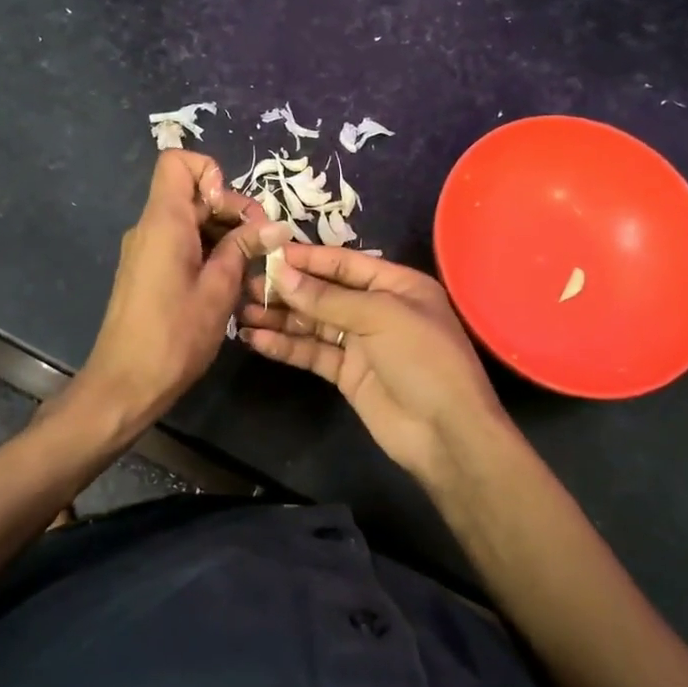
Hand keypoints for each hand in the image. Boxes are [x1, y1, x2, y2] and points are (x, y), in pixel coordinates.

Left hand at [78, 150, 287, 435]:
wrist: (124, 384)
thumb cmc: (174, 337)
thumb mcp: (218, 290)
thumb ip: (243, 249)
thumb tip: (275, 226)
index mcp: (163, 222)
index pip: (178, 162)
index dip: (211, 174)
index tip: (233, 212)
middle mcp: (149, 227)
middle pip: (191, 192)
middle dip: (230, 209)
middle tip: (260, 245)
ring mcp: (145, 249)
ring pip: (189, 220)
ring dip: (222, 234)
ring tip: (249, 268)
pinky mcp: (146, 271)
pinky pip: (179, 243)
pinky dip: (206, 251)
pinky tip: (226, 283)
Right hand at [237, 245, 513, 490]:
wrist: (446, 433)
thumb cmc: (423, 359)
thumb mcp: (380, 316)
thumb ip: (328, 298)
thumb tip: (281, 274)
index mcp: (396, 285)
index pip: (344, 264)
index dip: (307, 259)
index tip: (268, 254)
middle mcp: (377, 309)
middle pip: (324, 292)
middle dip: (287, 289)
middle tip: (246, 285)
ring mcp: (361, 343)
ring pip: (313, 324)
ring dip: (280, 318)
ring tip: (241, 311)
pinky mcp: (347, 373)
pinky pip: (312, 353)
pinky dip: (285, 346)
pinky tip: (256, 339)